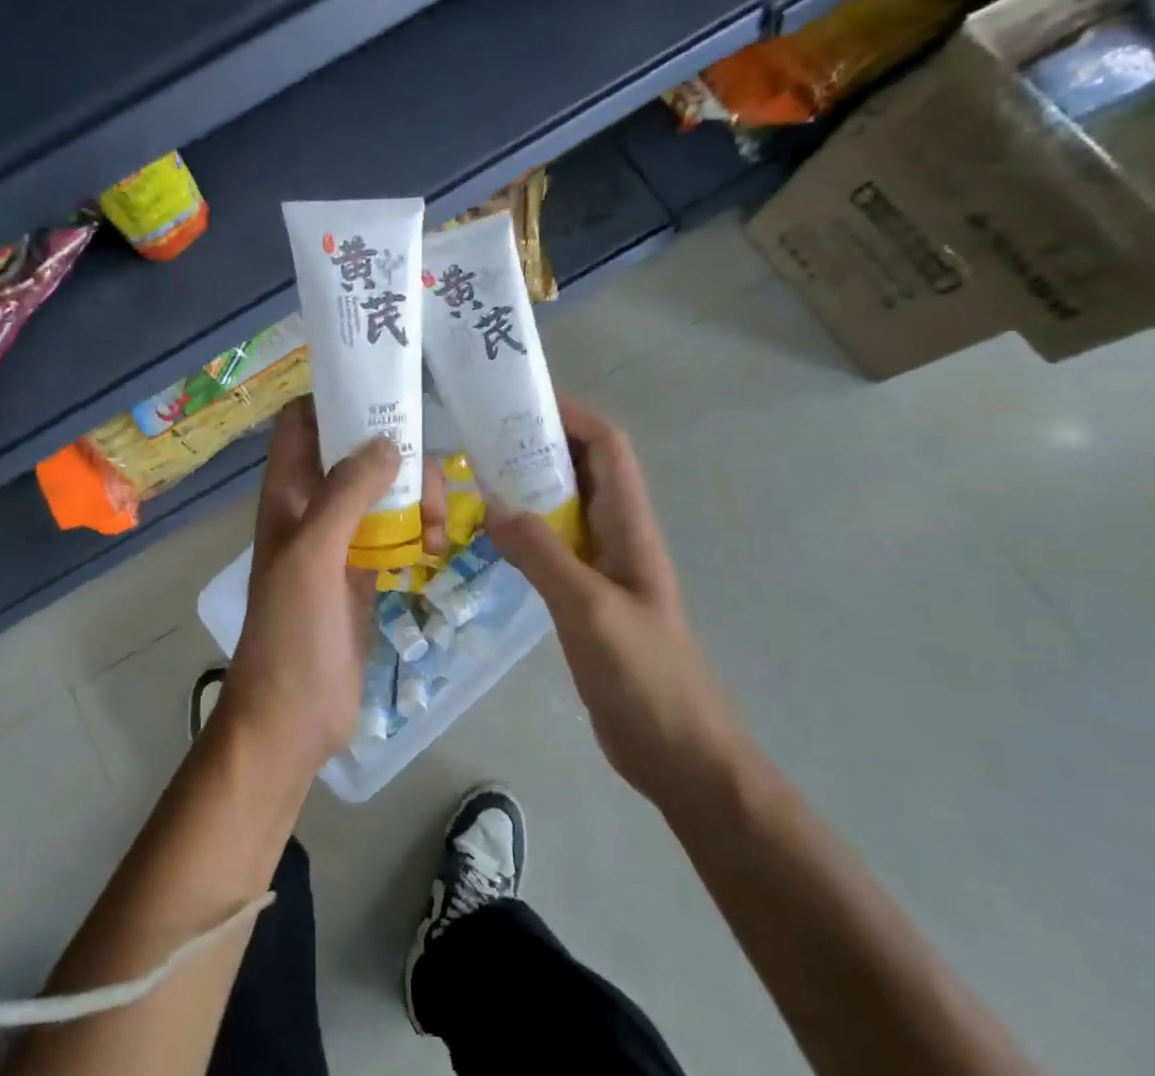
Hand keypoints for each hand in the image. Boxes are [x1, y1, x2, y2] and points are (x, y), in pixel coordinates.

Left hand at [219, 399, 444, 780]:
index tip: (385, 394)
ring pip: (382, 491)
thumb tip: (388, 442)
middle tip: (429, 480)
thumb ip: (346, 493)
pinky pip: (396, 532)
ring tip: (436, 529)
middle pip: (355, 453)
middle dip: (395, 455)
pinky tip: (435, 549)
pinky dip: (418, 531)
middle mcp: (312, 507)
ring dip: (414, 497)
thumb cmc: (292, 630)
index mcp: (287, 493)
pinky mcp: (364, 572)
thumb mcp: (313, 553)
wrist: (293, 716)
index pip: (303, 423)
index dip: (334, 400)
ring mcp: (339, 540)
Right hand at [485, 396, 749, 815]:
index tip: (521, 399)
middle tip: (481, 433)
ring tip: (474, 474)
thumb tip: (492, 502)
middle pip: (581, 467)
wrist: (680, 756)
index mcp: (628, 526)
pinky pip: (549, 544)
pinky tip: (486, 535)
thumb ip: (542, 554)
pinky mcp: (583, 595)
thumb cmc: (646, 677)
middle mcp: (615, 534)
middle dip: (538, 441)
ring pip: (562, 504)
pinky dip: (520, 527)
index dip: (571, 414)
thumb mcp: (590, 609)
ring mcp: (600, 566)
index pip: (607, 447)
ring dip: (526, 484)